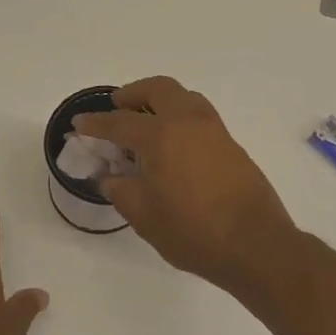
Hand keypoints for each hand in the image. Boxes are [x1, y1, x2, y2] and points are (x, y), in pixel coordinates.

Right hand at [75, 77, 296, 293]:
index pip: (119, 123)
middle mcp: (188, 123)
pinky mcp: (232, 145)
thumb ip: (121, 191)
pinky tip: (174, 144)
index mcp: (160, 136)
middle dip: (133, 93)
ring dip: (161, 101)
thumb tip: (110, 177)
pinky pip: (200, 116)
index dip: (96, 124)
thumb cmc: (193, 232)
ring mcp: (215, 131)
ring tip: (147, 121)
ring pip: (184, 97)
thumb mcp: (144, 216)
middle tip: (117, 106)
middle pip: (159, 89)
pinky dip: (180, 117)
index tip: (79, 124)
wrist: (256, 245)